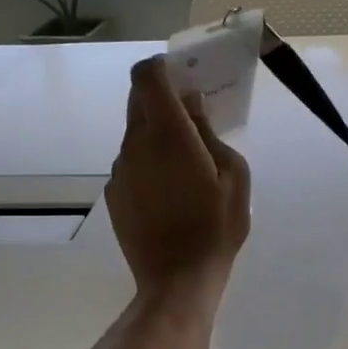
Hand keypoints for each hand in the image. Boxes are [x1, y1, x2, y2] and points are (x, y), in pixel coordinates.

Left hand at [107, 56, 250, 301]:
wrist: (177, 280)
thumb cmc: (215, 226)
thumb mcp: (234, 175)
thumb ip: (209, 132)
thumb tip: (191, 105)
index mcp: (167, 133)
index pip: (146, 76)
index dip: (161, 68)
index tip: (182, 78)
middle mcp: (135, 144)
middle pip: (137, 102)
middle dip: (162, 100)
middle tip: (191, 119)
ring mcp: (119, 170)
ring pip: (135, 135)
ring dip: (157, 136)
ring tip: (185, 168)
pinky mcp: (114, 194)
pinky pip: (131, 164)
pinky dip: (148, 164)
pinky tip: (169, 194)